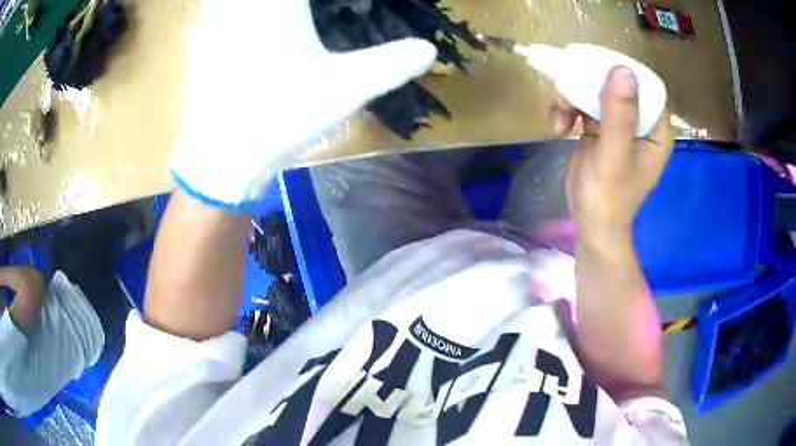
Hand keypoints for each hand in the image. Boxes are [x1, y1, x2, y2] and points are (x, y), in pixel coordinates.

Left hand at [170, 0, 437, 207]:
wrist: (221, 159)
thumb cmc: (282, 121)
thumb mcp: (344, 90)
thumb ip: (390, 65)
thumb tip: (429, 49)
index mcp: (280, 9)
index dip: (331, 2)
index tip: (343, 8)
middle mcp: (243, 9)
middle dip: (290, 6)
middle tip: (305, 15)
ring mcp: (215, 27)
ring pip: (222, 0)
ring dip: (237, 5)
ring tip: (275, 18)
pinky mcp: (199, 48)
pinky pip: (207, 15)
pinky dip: (219, 12)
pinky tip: (225, 20)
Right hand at [551, 66, 672, 237]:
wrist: (590, 222)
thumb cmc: (608, 196)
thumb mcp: (614, 155)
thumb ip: (619, 115)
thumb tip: (622, 70)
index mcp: (656, 127)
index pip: (645, 84)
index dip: (621, 70)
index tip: (594, 66)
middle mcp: (640, 120)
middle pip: (616, 83)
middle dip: (590, 83)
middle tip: (569, 87)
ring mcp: (619, 123)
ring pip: (595, 90)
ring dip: (573, 97)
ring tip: (560, 116)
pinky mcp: (600, 127)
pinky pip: (583, 104)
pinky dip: (567, 109)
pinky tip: (558, 126)